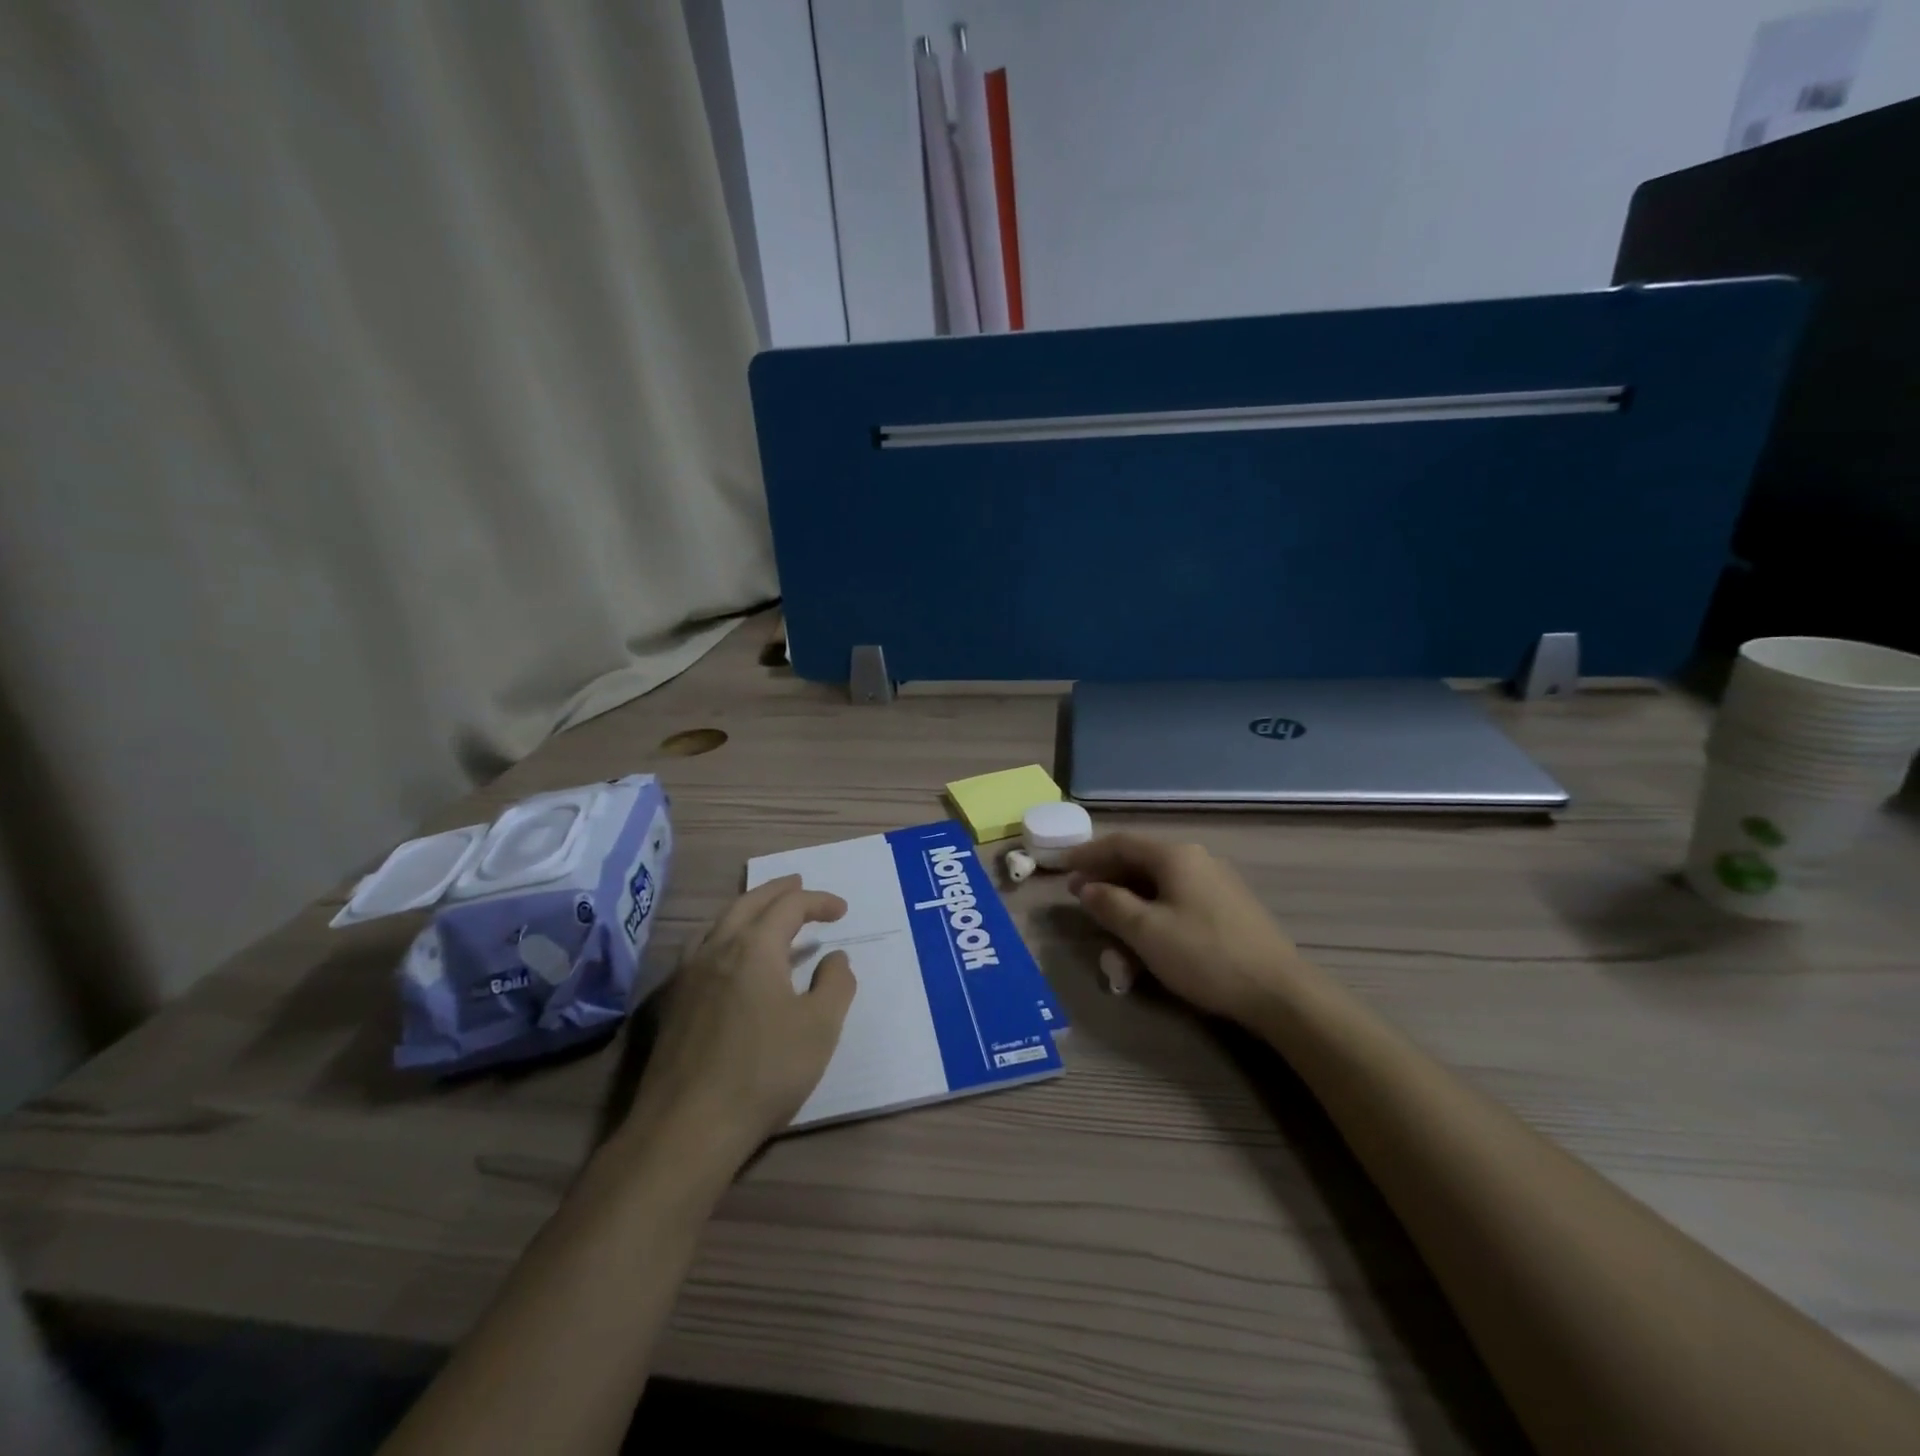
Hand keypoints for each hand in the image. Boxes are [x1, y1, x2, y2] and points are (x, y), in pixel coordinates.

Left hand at [624, 876, 856, 1164]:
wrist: (687, 1128)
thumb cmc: (764, 1072)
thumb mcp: (820, 1028)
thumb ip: (835, 984)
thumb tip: (835, 957)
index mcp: (754, 948)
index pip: (789, 906)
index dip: (818, 901)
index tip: (841, 910)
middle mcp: (716, 949)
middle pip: (748, 903)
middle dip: (777, 891)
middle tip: (799, 884)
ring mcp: (687, 976)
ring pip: (718, 923)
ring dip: (746, 909)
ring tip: (764, 913)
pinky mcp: (671, 1004)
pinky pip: (700, 949)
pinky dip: (722, 936)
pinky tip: (726, 958)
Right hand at [1063, 834, 1302, 1024]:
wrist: (1278, 991)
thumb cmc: (1204, 955)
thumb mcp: (1146, 931)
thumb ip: (1110, 904)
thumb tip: (1086, 888)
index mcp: (1175, 856)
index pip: (1120, 843)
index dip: (1087, 854)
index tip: (1061, 867)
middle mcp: (1196, 860)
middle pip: (1139, 861)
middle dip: (1106, 879)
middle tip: (1079, 897)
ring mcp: (1215, 883)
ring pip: (1158, 884)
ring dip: (1128, 901)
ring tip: (1108, 925)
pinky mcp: (1226, 908)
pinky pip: (1177, 900)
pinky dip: (1152, 912)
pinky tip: (1144, 938)